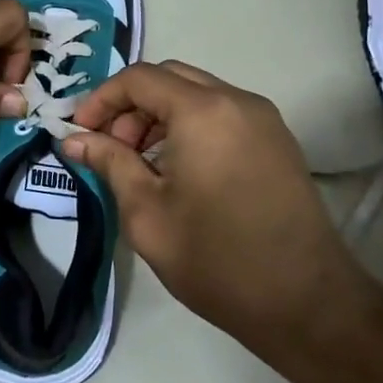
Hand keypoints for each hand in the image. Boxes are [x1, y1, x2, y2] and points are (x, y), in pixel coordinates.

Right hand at [62, 61, 377, 362]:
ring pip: (197, 93)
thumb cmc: (217, 260)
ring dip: (160, 115)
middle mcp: (237, 100)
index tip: (80, 133)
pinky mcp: (277, 141)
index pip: (139, 78)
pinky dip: (190, 125)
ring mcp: (263, 119)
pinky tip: (178, 170)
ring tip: (141, 164)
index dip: (101, 99)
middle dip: (131, 106)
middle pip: (169, 78)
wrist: (308, 304)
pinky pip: (222, 113)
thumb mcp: (147, 214)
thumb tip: (74, 139)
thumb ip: (109, 163)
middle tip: (111, 148)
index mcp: (203, 111)